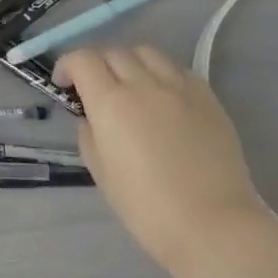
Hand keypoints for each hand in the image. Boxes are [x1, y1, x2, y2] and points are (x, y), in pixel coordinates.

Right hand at [55, 45, 272, 276]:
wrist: (213, 225)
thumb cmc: (146, 206)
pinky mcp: (208, 98)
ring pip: (147, 53)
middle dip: (97, 64)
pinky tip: (163, 97)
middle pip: (113, 52)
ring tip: (131, 85)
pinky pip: (178, 69)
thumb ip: (89, 132)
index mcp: (111, 102)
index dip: (67, 66)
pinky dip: (162, 74)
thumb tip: (92, 116)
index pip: (82, 59)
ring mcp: (180, 88)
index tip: (64, 85)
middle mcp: (144, 84)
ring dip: (130, 62)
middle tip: (95, 88)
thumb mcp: (99, 169)